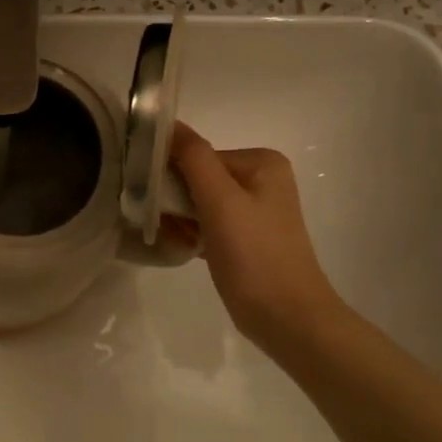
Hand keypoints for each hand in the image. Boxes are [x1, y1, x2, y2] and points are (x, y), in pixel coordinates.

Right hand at [170, 122, 340, 350]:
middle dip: (175, 201)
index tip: (153, 200)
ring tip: (178, 241)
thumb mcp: (221, 201)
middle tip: (165, 225)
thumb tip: (167, 123)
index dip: (172, 176)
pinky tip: (186, 249)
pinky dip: (192, 234)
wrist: (287, 318)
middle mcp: (261, 179)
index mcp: (261, 162)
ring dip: (180, 220)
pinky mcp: (246, 238)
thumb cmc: (254, 255)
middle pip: (197, 178)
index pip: (198, 156)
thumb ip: (193, 158)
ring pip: (198, 203)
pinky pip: (207, 224)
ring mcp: (255, 210)